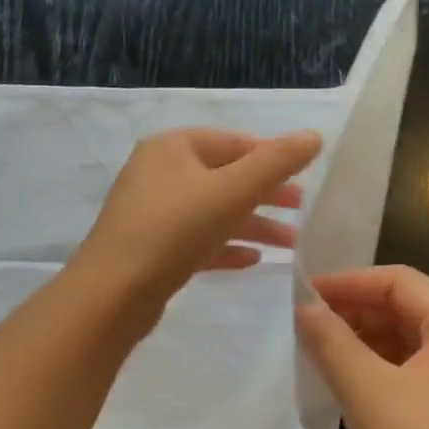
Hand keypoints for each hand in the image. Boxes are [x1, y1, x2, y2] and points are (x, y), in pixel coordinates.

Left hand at [73, 128, 322, 312]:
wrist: (113, 292)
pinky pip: (196, 241)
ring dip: (252, 225)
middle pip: (223, 177)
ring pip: (212, 212)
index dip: (270, 155)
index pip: (231, 142)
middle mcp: (158, 174)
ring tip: (291, 244)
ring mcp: (152, 213)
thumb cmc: (175, 229)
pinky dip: (225, 247)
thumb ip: (276, 163)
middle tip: (302, 209)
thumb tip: (314, 136)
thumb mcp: (233, 191)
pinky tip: (253, 260)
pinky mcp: (151, 250)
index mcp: (172, 148)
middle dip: (265, 194)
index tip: (305, 176)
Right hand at [296, 266, 428, 428]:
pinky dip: (377, 369)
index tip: (302, 294)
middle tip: (304, 322)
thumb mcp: (367, 391)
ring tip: (316, 349)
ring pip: (409, 343)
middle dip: (355, 310)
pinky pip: (414, 374)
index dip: (349, 282)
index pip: (402, 281)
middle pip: (409, 308)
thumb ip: (331, 340)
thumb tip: (303, 307)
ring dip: (363, 340)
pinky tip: (344, 382)